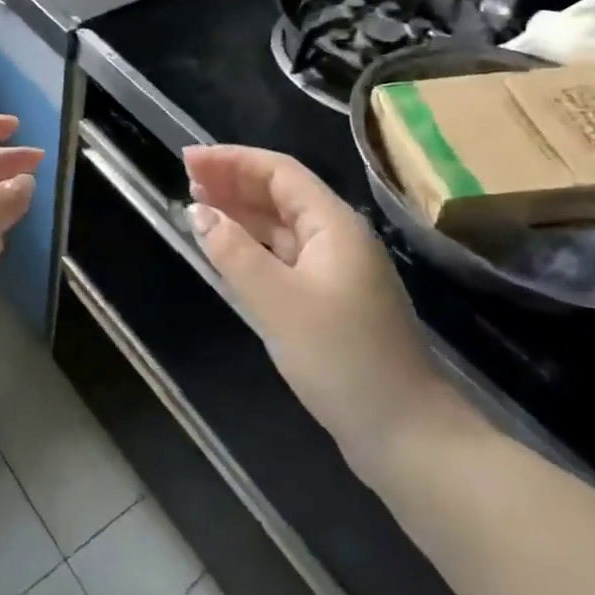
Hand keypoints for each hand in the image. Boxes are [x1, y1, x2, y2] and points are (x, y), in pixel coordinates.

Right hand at [183, 145, 476, 476]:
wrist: (406, 435)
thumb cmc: (342, 358)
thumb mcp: (279, 302)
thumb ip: (234, 252)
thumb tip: (198, 212)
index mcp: (333, 225)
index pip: (279, 172)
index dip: (232, 160)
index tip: (189, 159)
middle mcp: (337, 237)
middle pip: (280, 194)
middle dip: (234, 181)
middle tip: (187, 179)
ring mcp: (336, 270)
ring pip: (281, 226)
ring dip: (241, 213)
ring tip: (198, 206)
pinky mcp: (330, 301)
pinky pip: (285, 256)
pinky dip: (253, 247)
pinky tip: (228, 251)